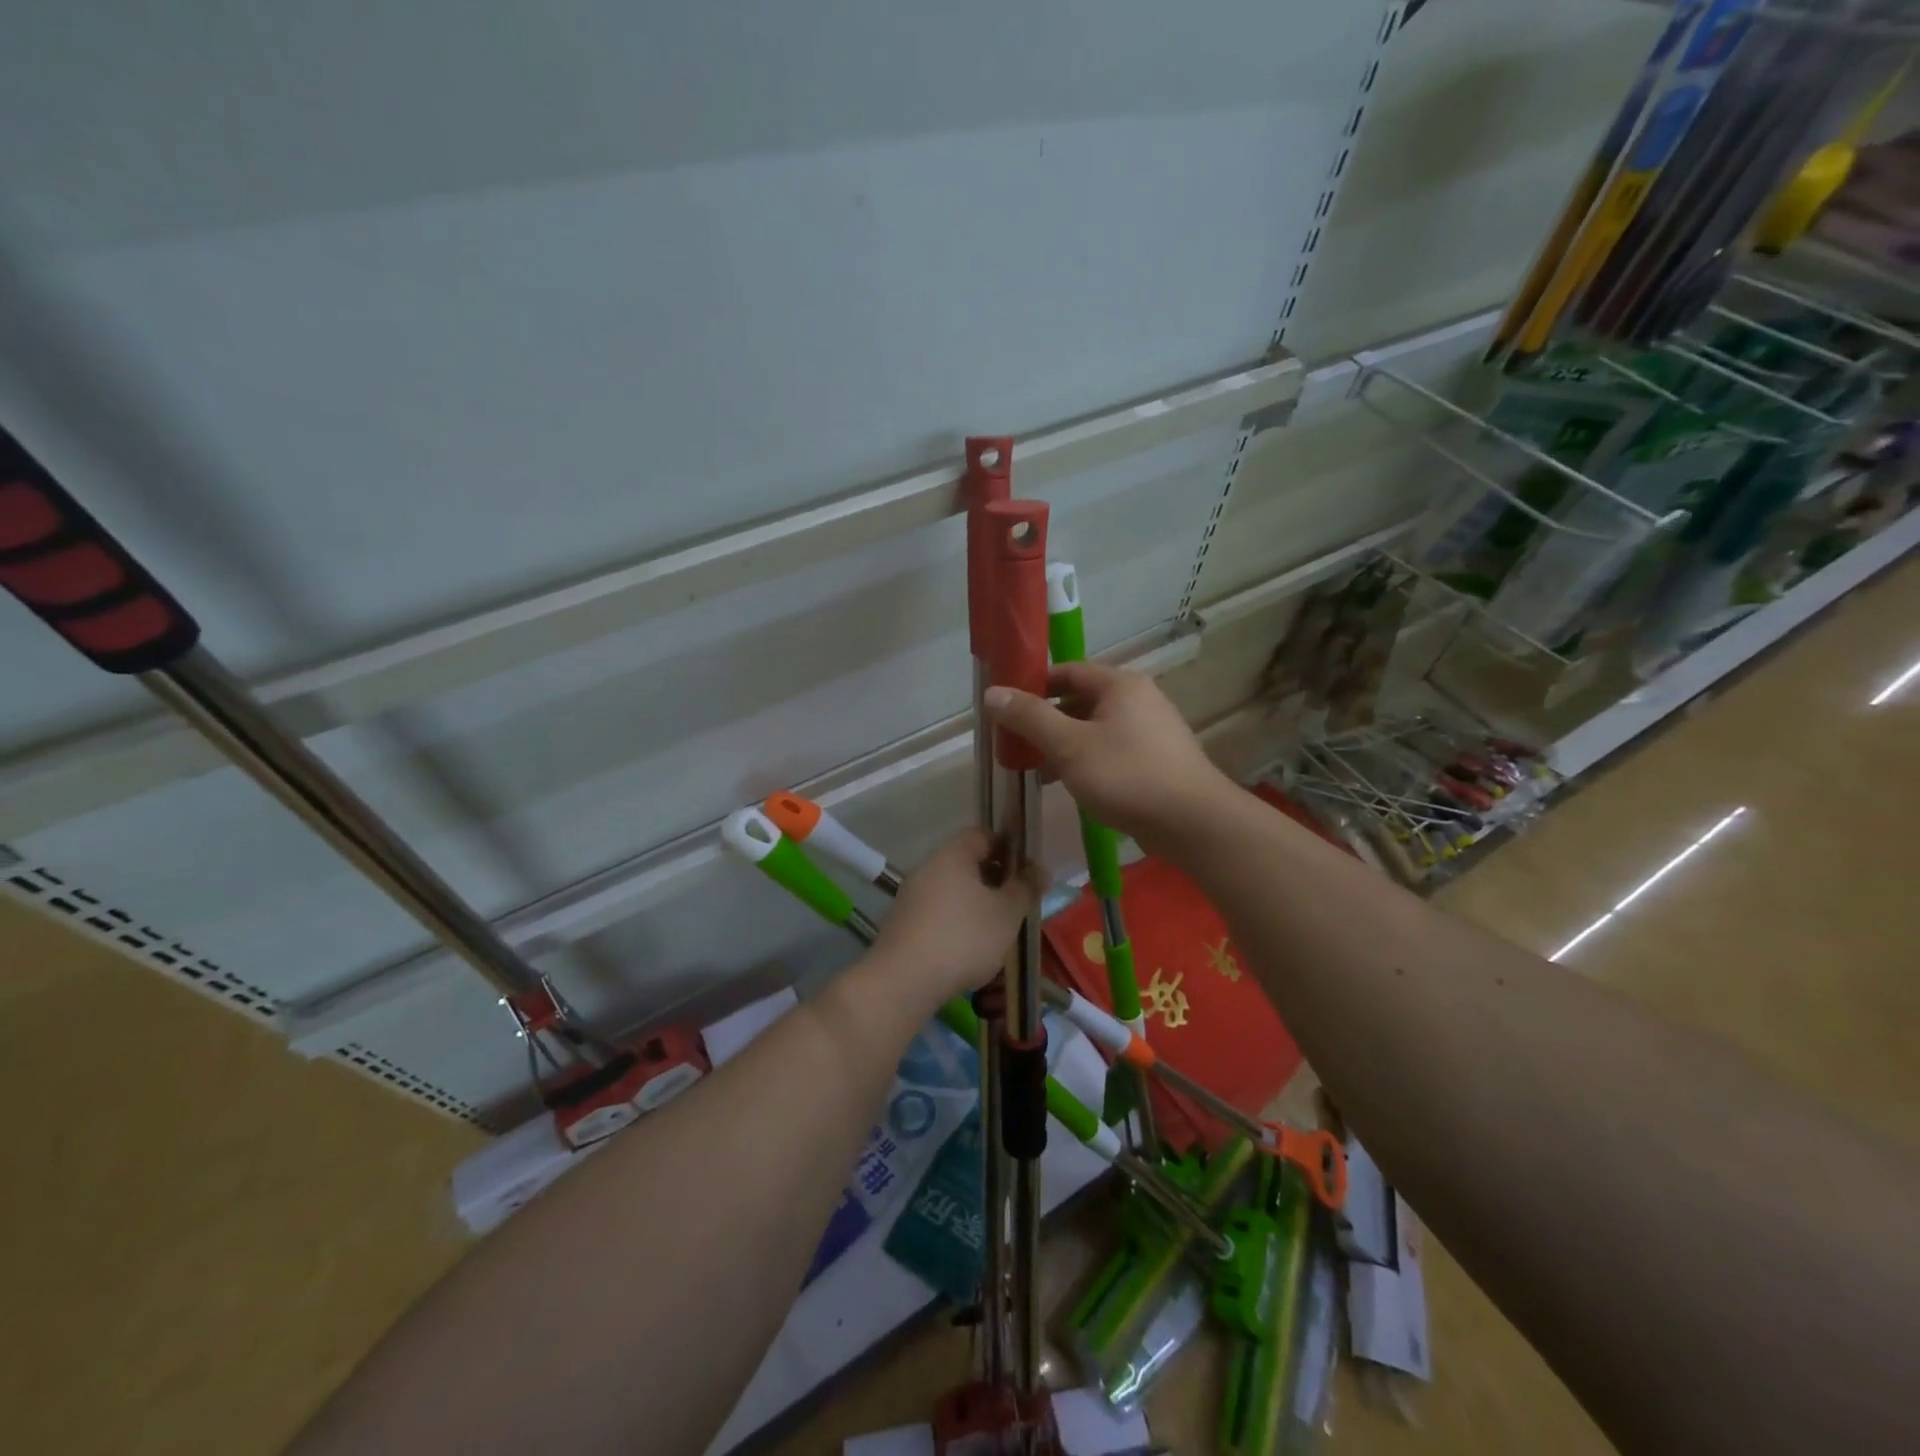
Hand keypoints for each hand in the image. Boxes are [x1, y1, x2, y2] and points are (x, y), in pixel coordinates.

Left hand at [869, 829, 1039, 1005]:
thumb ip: (1025, 888)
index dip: (1007, 848)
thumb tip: (1040, 869)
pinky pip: (937, 913)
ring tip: (996, 931)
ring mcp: (910, 896)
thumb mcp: (1007, 913)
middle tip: (1016, 904)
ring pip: (952, 890)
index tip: (1025, 873)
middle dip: (993, 880)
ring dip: (975, 904)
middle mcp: (927, 867)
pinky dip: (955, 923)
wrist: (904, 980)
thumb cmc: (964, 937)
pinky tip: (968, 949)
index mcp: (952, 854)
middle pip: (966, 863)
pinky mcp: (902, 924)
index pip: (982, 835)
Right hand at [985, 662, 1229, 849]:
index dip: (1033, 685)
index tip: (1005, 707)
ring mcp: (1151, 731)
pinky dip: (1085, 760)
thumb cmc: (1127, 775)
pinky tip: (1068, 784)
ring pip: (1094, 729)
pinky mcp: (1156, 761)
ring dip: (1063, 744)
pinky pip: (1111, 751)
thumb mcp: (1069, 745)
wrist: (1193, 823)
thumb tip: (992, 692)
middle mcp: (1139, 699)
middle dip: (1045, 720)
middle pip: (1080, 700)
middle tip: (1015, 742)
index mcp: (1120, 684)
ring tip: (1034, 768)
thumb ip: (1030, 717)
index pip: (1067, 671)